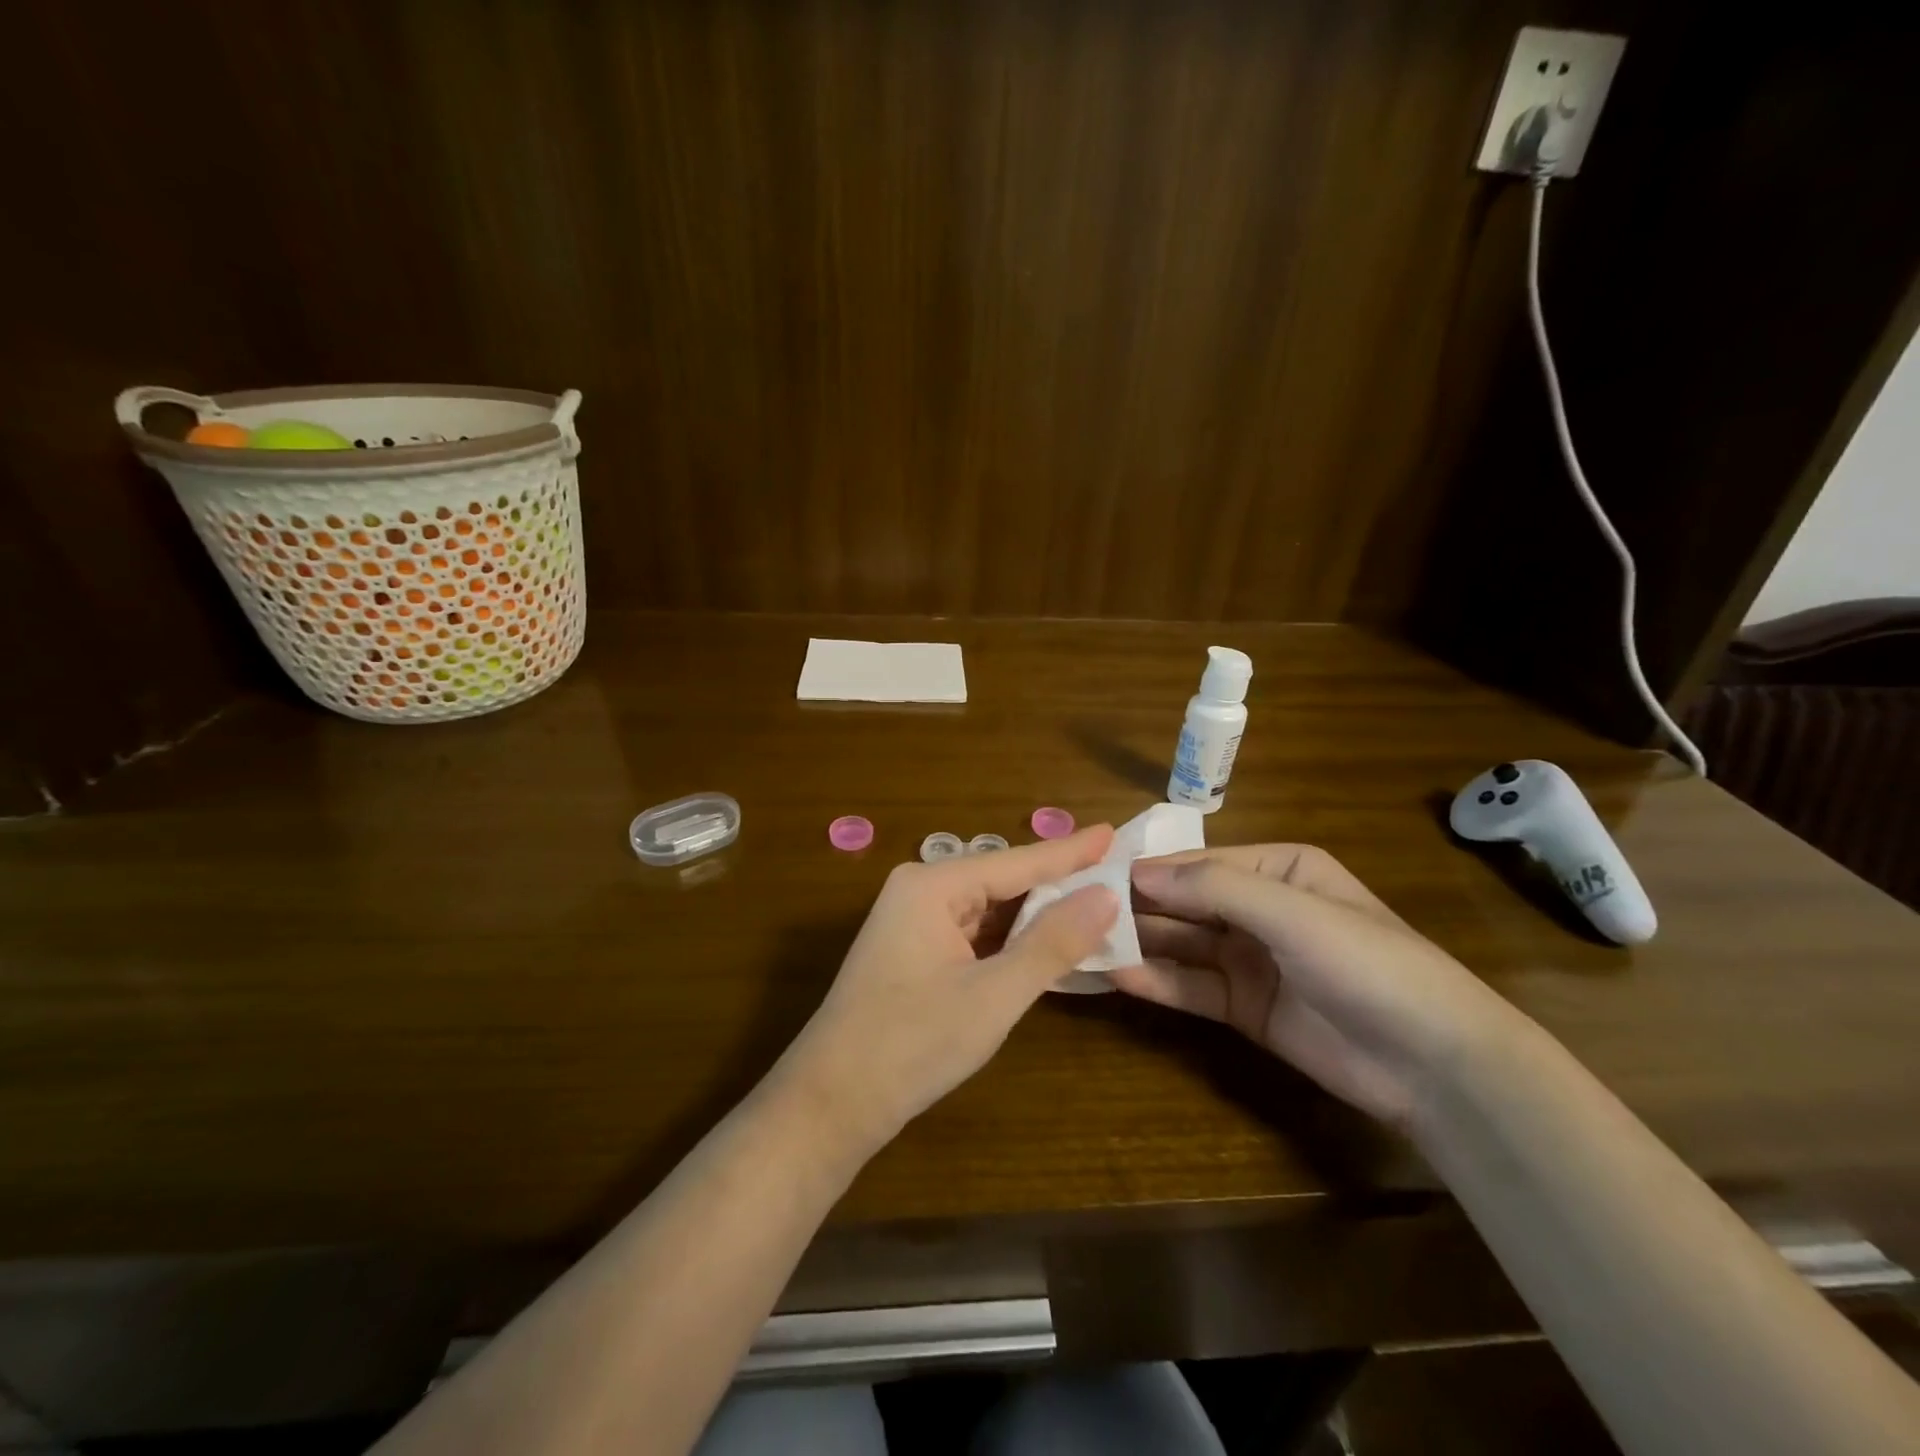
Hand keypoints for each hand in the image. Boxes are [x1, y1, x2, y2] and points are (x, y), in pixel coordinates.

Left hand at [778, 825, 1118, 1159]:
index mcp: (932, 885)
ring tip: (1092, 904)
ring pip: (989, 908)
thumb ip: (1052, 943)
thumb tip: (1106, 895)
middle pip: (1003, 881)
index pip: (1017, 862)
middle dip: (1057, 882)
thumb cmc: (912, 1043)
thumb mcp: (994, 996)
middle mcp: (920, 890)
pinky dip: (1010, 940)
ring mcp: (913, 921)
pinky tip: (1045, 943)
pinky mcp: (914, 950)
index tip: (1114, 831)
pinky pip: (973, 932)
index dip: (1071, 852)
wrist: (831, 1102)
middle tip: (1114, 873)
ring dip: (1036, 915)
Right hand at [1112, 845, 1520, 1130]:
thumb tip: (1139, 874)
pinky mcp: (1246, 1007)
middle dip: (1136, 907)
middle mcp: (1259, 908)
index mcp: (1278, 869)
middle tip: (1076, 912)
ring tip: (1085, 943)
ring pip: (1182, 945)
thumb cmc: (1367, 964)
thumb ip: (1214, 888)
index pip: (1198, 863)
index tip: (1092, 875)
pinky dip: (1157, 981)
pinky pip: (1193, 986)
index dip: (1148, 870)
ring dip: (1139, 943)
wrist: (1436, 1066)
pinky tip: (1119, 977)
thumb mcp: (1293, 912)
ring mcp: (1251, 959)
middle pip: (1184, 903)